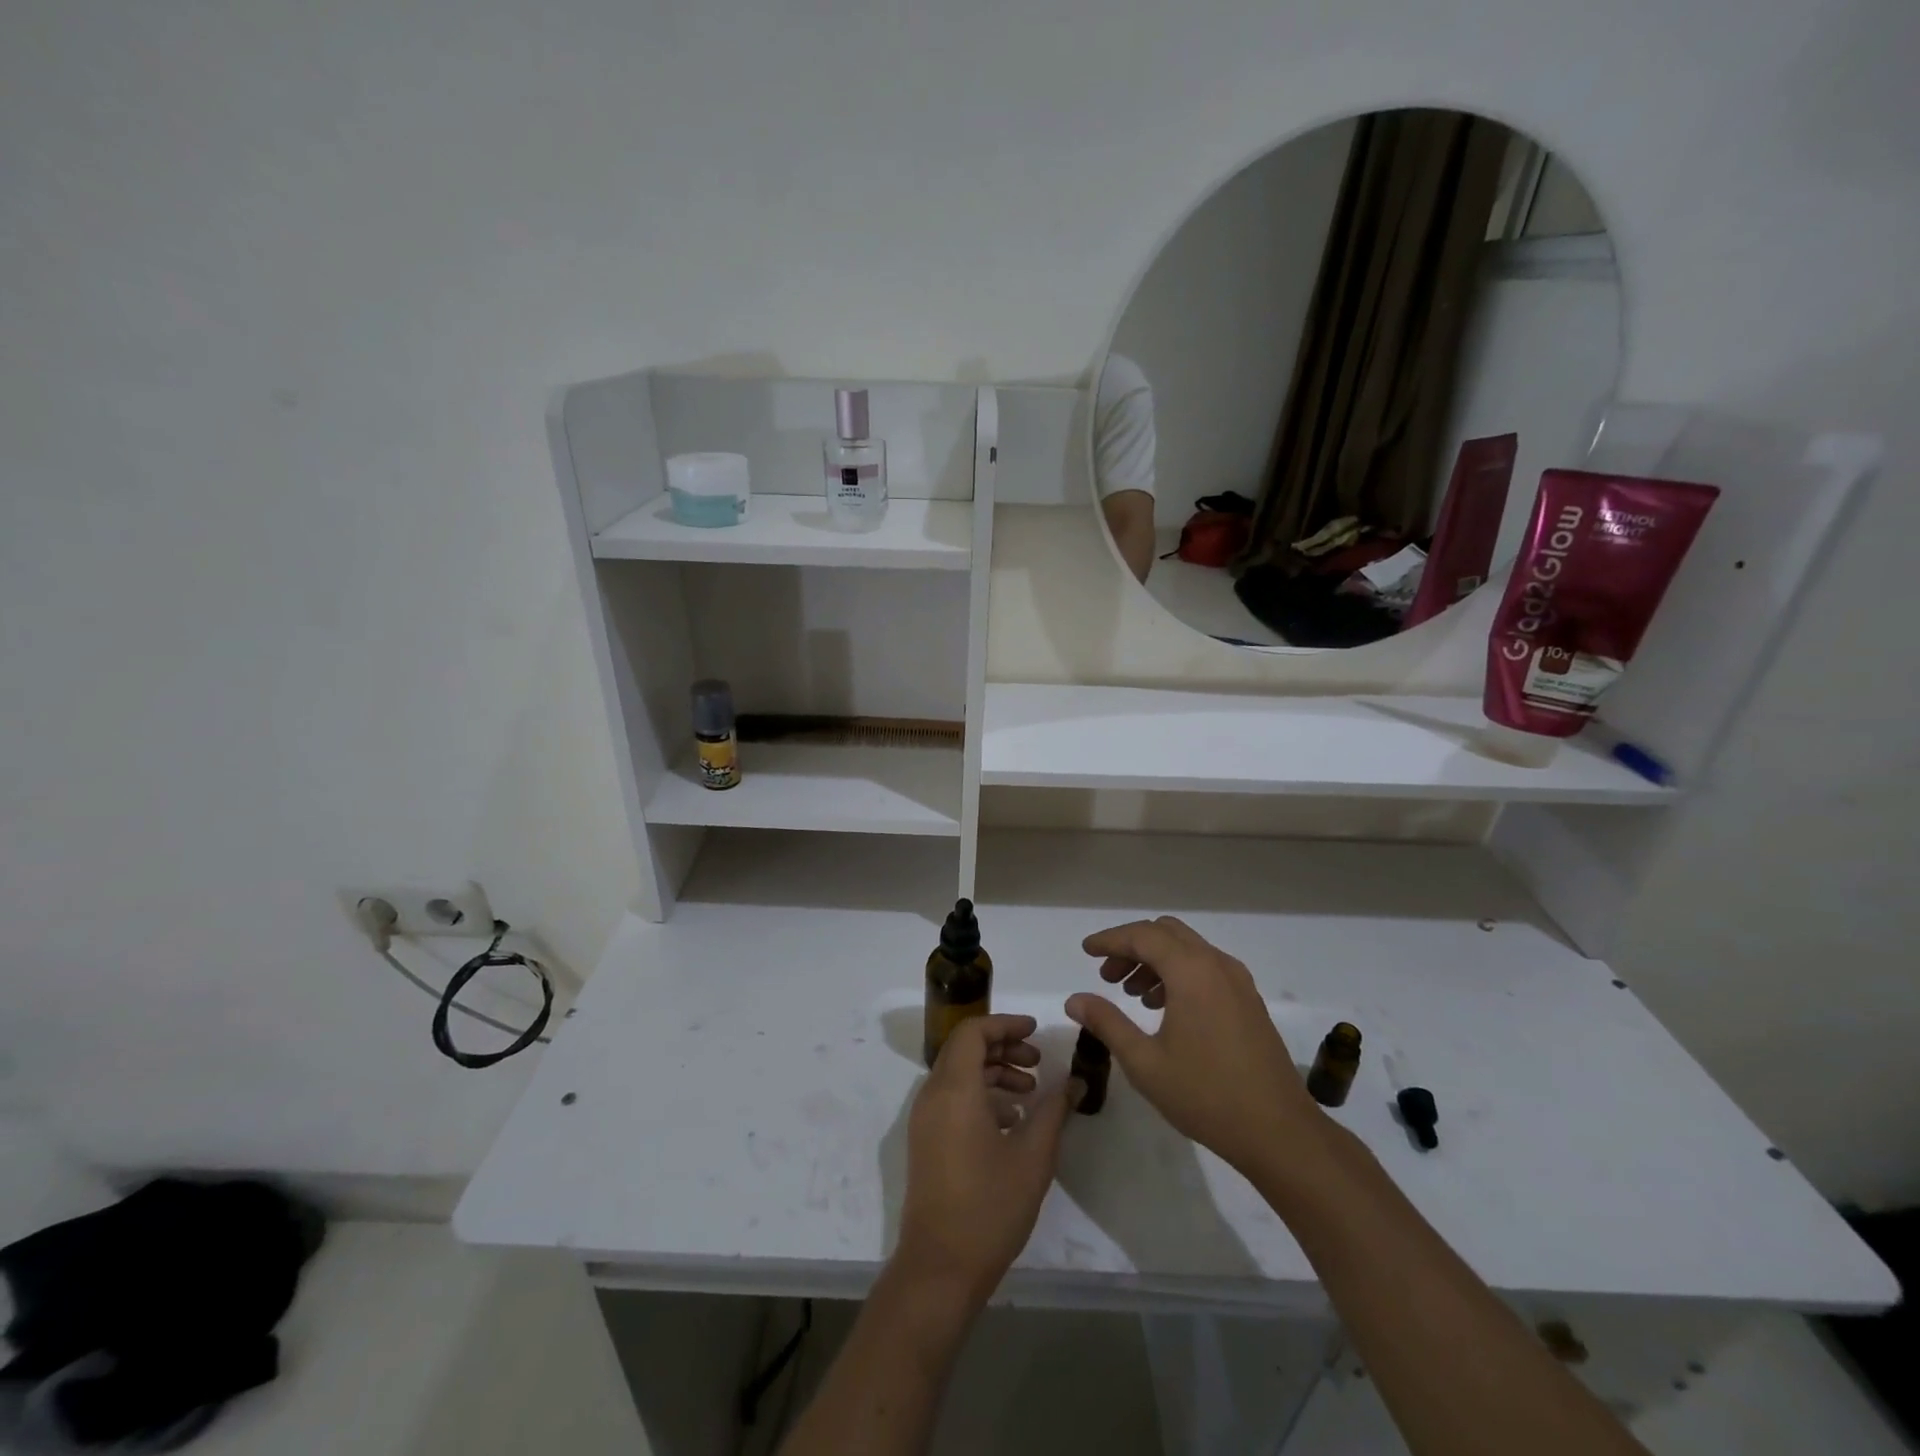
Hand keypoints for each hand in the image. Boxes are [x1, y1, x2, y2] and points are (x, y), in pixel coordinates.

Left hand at [895, 1014, 1076, 1301]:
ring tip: (1030, 1092)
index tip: (1035, 1030)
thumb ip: (1054, 1110)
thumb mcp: (1033, 1156)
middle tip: (1038, 1061)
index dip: (1005, 1024)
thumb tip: (1075, 1080)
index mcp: (955, 1089)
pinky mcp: (926, 1139)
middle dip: (1003, 1046)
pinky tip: (1011, 1121)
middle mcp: (933, 1094)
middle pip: (965, 1048)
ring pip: (959, 1073)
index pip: (973, 1032)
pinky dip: (980, 1094)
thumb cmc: (990, 1207)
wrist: (940, 1268)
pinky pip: (952, 1097)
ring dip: (993, 1072)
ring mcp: (925, 1118)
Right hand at [1066, 917, 1318, 1174]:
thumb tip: (1074, 999)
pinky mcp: (1248, 1001)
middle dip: (1132, 947)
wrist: (1280, 1133)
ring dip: (1155, 959)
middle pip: (1166, 933)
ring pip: (1187, 949)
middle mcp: (1217, 964)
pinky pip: (1205, 967)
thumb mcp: (1145, 1062)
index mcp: (1191, 972)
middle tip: (1107, 976)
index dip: (1110, 939)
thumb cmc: (1206, 1096)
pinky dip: (1178, 973)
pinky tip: (1164, 1008)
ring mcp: (1238, 981)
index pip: (1143, 936)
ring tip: (1131, 994)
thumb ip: (1107, 1023)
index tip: (1086, 951)